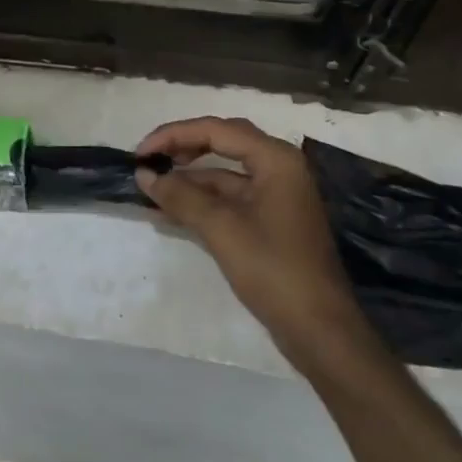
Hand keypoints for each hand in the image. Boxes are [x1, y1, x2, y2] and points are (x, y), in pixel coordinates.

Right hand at [135, 117, 373, 361]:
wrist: (320, 331)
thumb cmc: (274, 269)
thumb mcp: (221, 229)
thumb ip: (181, 196)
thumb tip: (144, 174)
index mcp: (275, 159)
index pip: (216, 130)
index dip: (174, 135)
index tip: (141, 152)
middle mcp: (278, 168)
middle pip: (222, 142)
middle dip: (182, 148)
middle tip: (148, 159)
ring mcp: (276, 195)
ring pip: (224, 173)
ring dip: (188, 178)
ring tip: (151, 186)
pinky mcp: (270, 221)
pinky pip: (229, 198)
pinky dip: (201, 201)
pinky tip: (170, 211)